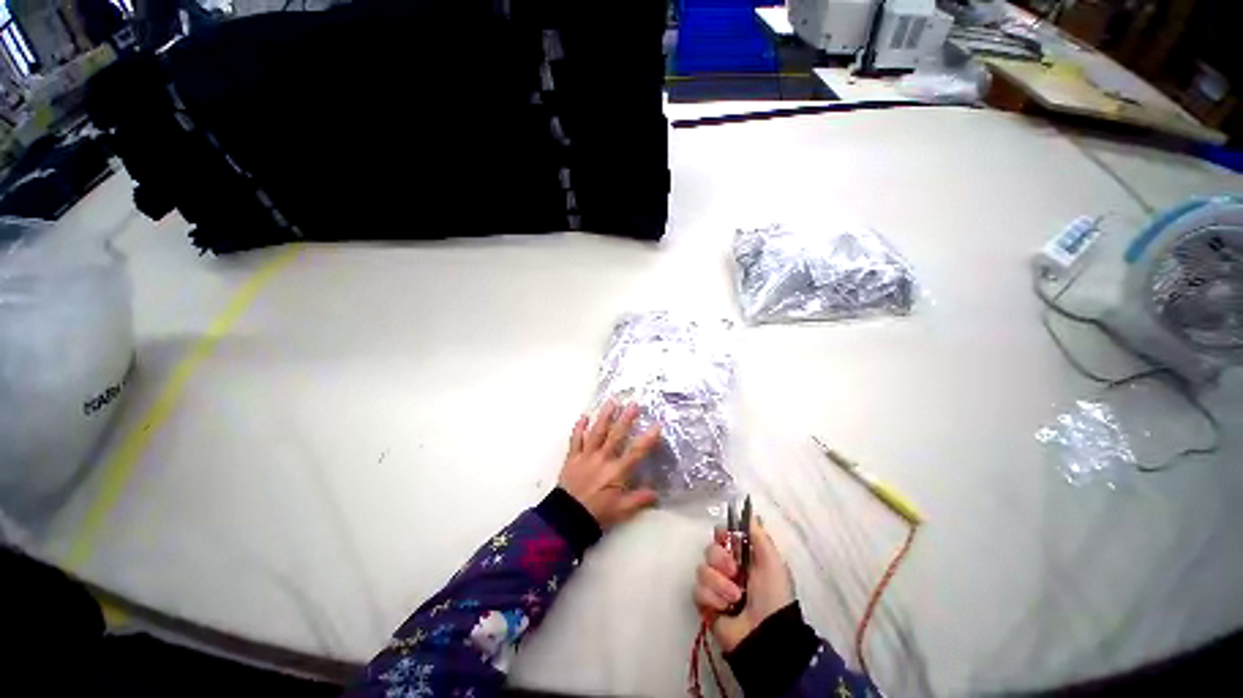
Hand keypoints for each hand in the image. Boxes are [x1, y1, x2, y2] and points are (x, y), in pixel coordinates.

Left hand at [559, 401, 660, 529]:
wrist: (567, 519)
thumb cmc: (597, 513)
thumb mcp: (621, 511)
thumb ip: (639, 500)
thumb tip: (656, 494)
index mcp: (616, 471)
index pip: (636, 452)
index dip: (647, 439)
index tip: (657, 425)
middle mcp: (602, 459)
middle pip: (616, 435)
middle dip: (626, 419)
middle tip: (634, 404)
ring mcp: (586, 456)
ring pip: (596, 432)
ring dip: (605, 416)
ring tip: (611, 402)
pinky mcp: (573, 457)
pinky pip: (575, 440)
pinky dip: (579, 427)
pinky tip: (583, 416)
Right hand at [693, 517, 793, 652]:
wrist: (766, 635)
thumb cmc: (773, 596)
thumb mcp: (773, 563)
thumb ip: (760, 536)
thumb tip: (750, 512)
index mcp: (742, 557)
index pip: (722, 535)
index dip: (721, 534)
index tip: (726, 538)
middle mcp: (726, 568)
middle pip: (710, 549)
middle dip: (721, 560)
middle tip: (735, 573)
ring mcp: (714, 586)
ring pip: (702, 569)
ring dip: (719, 584)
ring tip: (735, 598)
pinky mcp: (705, 603)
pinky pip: (697, 590)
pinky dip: (712, 598)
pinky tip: (724, 608)